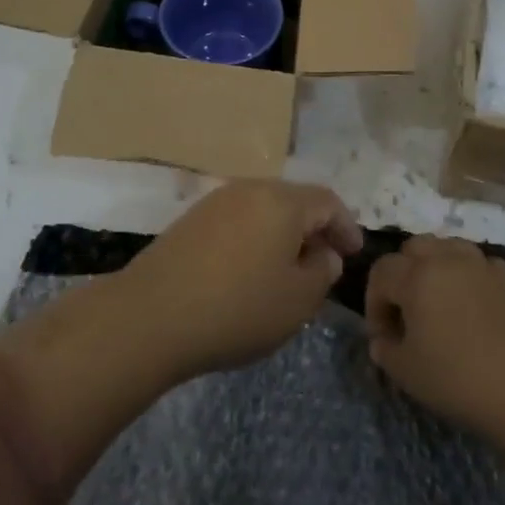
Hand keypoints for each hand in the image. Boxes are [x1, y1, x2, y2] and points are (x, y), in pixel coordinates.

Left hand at [116, 180, 362, 379]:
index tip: (354, 253)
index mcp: (282, 201)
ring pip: (264, 209)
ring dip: (283, 233)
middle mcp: (251, 189)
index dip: (346, 226)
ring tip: (288, 269)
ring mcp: (217, 201)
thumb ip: (322, 273)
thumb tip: (324, 254)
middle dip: (315, 228)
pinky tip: (249, 270)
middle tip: (324, 261)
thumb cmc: (237, 308)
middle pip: (294, 201)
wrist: (151, 316)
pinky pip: (238, 220)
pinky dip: (255, 238)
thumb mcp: (297, 301)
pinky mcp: (192, 219)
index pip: (327, 202)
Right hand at [363, 234, 504, 440]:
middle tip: (407, 313)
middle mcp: (445, 258)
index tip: (383, 337)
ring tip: (439, 303)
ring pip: (447, 247)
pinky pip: (479, 264)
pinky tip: (474, 304)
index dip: (374, 302)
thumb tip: (383, 339)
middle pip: (413, 248)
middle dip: (402, 275)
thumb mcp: (407, 372)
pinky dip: (470, 276)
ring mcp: (480, 263)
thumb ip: (385, 350)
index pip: (381, 272)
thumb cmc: (459, 378)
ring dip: (435, 267)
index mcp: (415, 275)